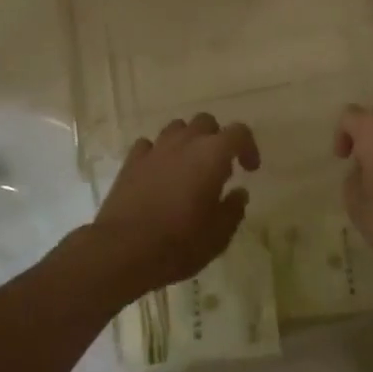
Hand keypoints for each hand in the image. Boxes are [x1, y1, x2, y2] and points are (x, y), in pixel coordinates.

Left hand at [92, 113, 260, 299]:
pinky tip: (159, 173)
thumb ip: (233, 210)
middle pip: (206, 122)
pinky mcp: (131, 160)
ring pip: (177, 128)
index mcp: (212, 155)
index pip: (239, 132)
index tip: (249, 169)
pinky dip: (159, 153)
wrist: (123, 249)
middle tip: (219, 167)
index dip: (248, 147)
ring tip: (188, 168)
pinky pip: (149, 145)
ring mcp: (155, 148)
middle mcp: (184, 142)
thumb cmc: (179, 243)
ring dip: (187, 141)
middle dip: (216, 139)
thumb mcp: (218, 236)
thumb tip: (239, 193)